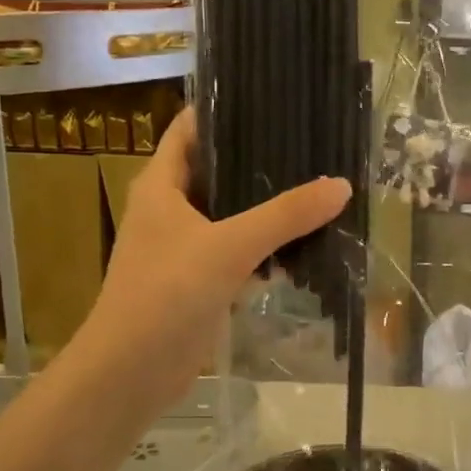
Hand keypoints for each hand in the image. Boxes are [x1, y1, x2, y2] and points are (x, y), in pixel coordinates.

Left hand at [64, 109, 349, 419]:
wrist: (130, 373)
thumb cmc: (166, 294)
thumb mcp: (228, 247)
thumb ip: (285, 216)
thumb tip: (341, 185)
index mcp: (161, 185)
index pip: (190, 129)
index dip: (225, 110)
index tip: (273, 97)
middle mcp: (170, 209)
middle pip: (218, 171)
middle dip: (260, 161)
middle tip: (311, 144)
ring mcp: (184, 247)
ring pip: (232, 215)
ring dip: (268, 208)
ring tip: (318, 188)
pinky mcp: (199, 281)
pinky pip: (238, 253)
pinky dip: (265, 248)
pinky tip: (304, 246)